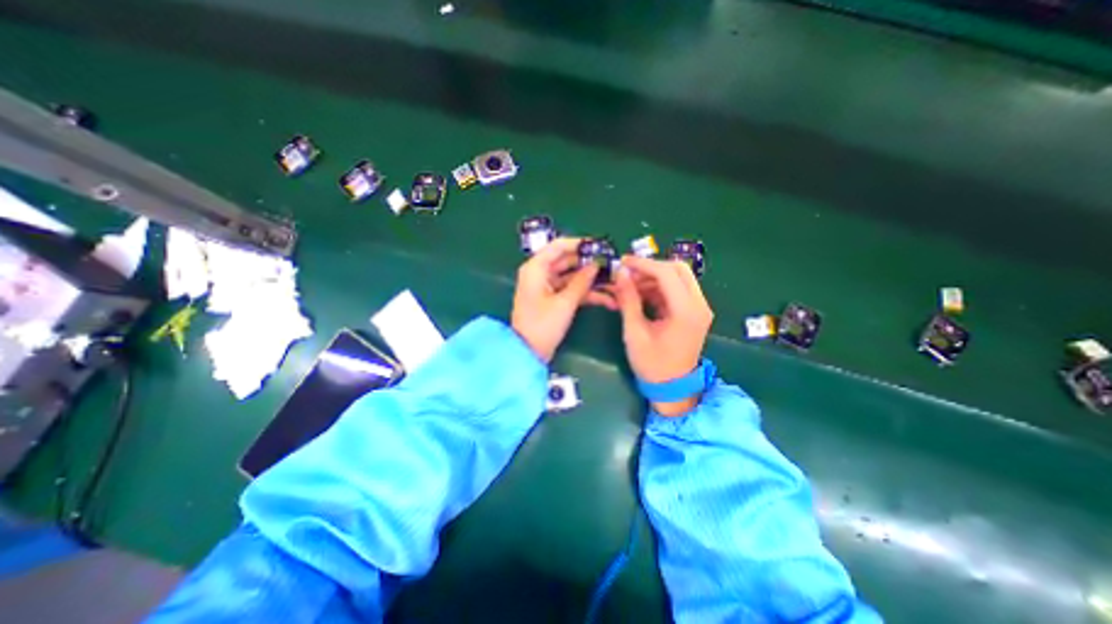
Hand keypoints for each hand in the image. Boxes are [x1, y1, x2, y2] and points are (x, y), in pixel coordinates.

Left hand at [510, 236, 610, 362]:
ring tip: (615, 284)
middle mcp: (541, 273)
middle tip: (613, 265)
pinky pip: (571, 290)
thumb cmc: (542, 325)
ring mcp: (547, 287)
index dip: (580, 244)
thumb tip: (595, 264)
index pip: (559, 246)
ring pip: (572, 277)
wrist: (527, 353)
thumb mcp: (564, 303)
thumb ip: (581, 281)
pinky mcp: (553, 300)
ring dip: (592, 281)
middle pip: (568, 261)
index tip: (600, 246)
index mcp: (536, 268)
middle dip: (590, 264)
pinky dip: (587, 294)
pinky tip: (607, 299)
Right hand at [606, 257, 711, 416]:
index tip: (622, 262)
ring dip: (654, 278)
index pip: (667, 273)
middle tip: (628, 273)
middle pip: (678, 269)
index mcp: (686, 311)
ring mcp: (699, 308)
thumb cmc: (652, 365)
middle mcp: (699, 305)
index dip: (643, 264)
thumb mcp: (635, 332)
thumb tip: (621, 273)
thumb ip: (628, 300)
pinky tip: (640, 295)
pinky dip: (659, 288)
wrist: (673, 389)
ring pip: (678, 278)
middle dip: (651, 267)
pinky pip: (677, 291)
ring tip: (629, 286)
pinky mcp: (694, 312)